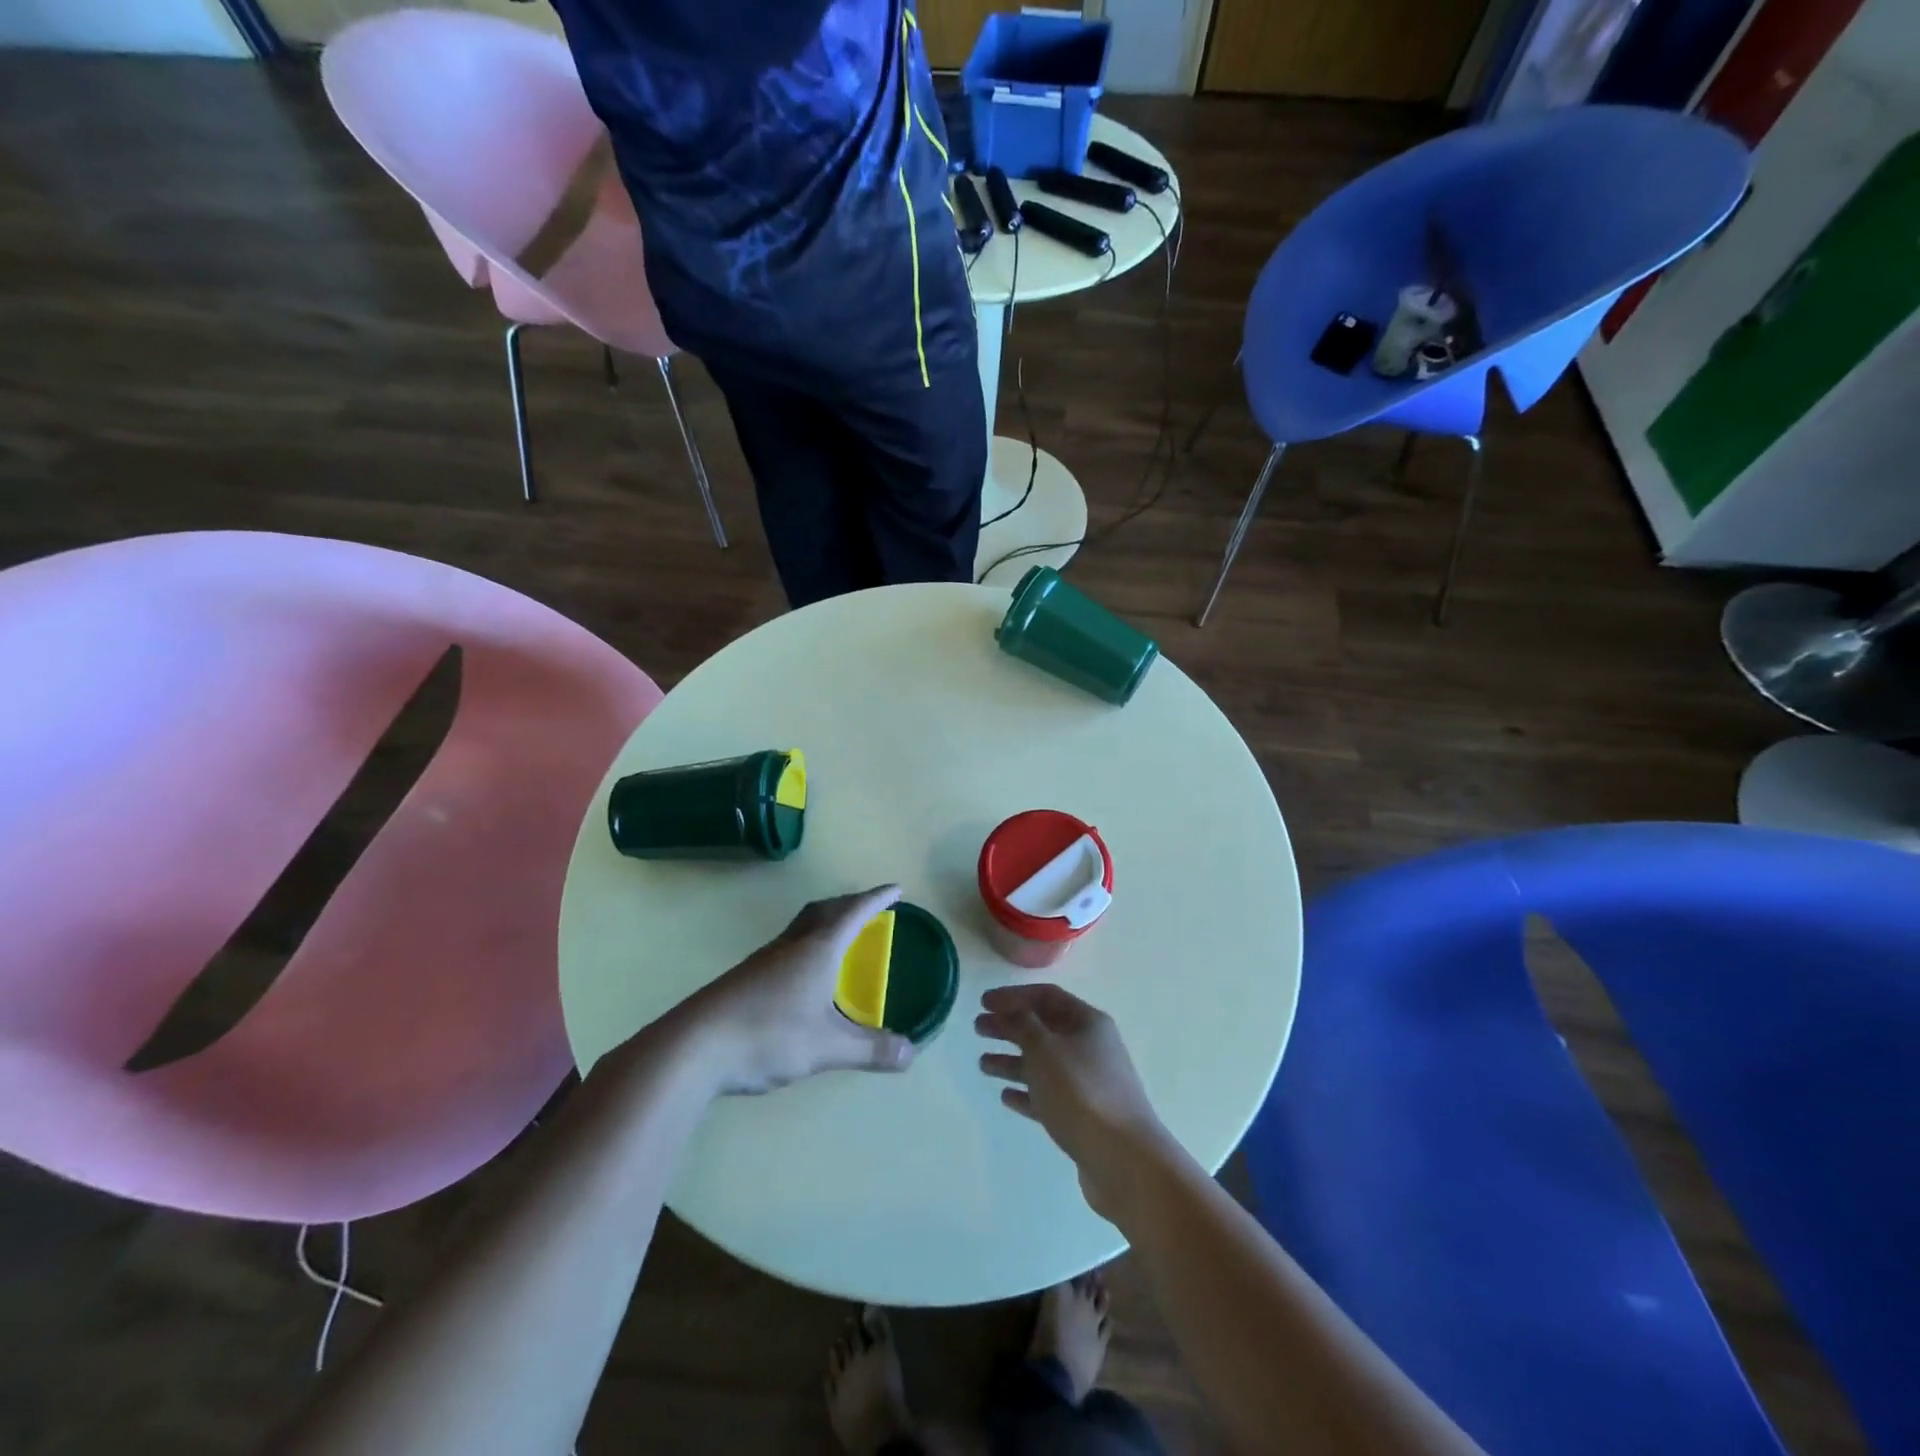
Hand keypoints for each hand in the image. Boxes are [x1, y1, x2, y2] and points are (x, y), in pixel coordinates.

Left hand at [682, 885, 915, 1095]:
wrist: (693, 1046)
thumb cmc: (768, 1035)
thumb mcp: (826, 1047)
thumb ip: (869, 1049)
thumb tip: (911, 1052)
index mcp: (817, 949)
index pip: (854, 913)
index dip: (877, 899)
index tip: (896, 889)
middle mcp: (792, 945)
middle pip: (825, 911)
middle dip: (851, 904)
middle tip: (870, 909)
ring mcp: (765, 960)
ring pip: (802, 926)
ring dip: (826, 921)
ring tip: (841, 935)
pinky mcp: (747, 977)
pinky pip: (788, 945)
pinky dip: (808, 944)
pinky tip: (804, 973)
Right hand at [977, 983, 1172, 1220]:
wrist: (1123, 1160)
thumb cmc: (1081, 1092)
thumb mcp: (1045, 1049)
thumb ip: (1023, 1024)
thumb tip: (1011, 1010)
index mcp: (1087, 1022)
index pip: (1046, 996)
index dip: (1013, 996)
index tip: (983, 1002)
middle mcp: (1091, 1047)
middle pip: (1044, 1029)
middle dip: (1010, 1026)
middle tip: (978, 1029)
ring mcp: (1089, 1084)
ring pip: (1044, 1064)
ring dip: (1013, 1061)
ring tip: (982, 1064)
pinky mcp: (1084, 1117)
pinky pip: (1049, 1096)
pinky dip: (1027, 1093)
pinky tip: (1006, 1096)